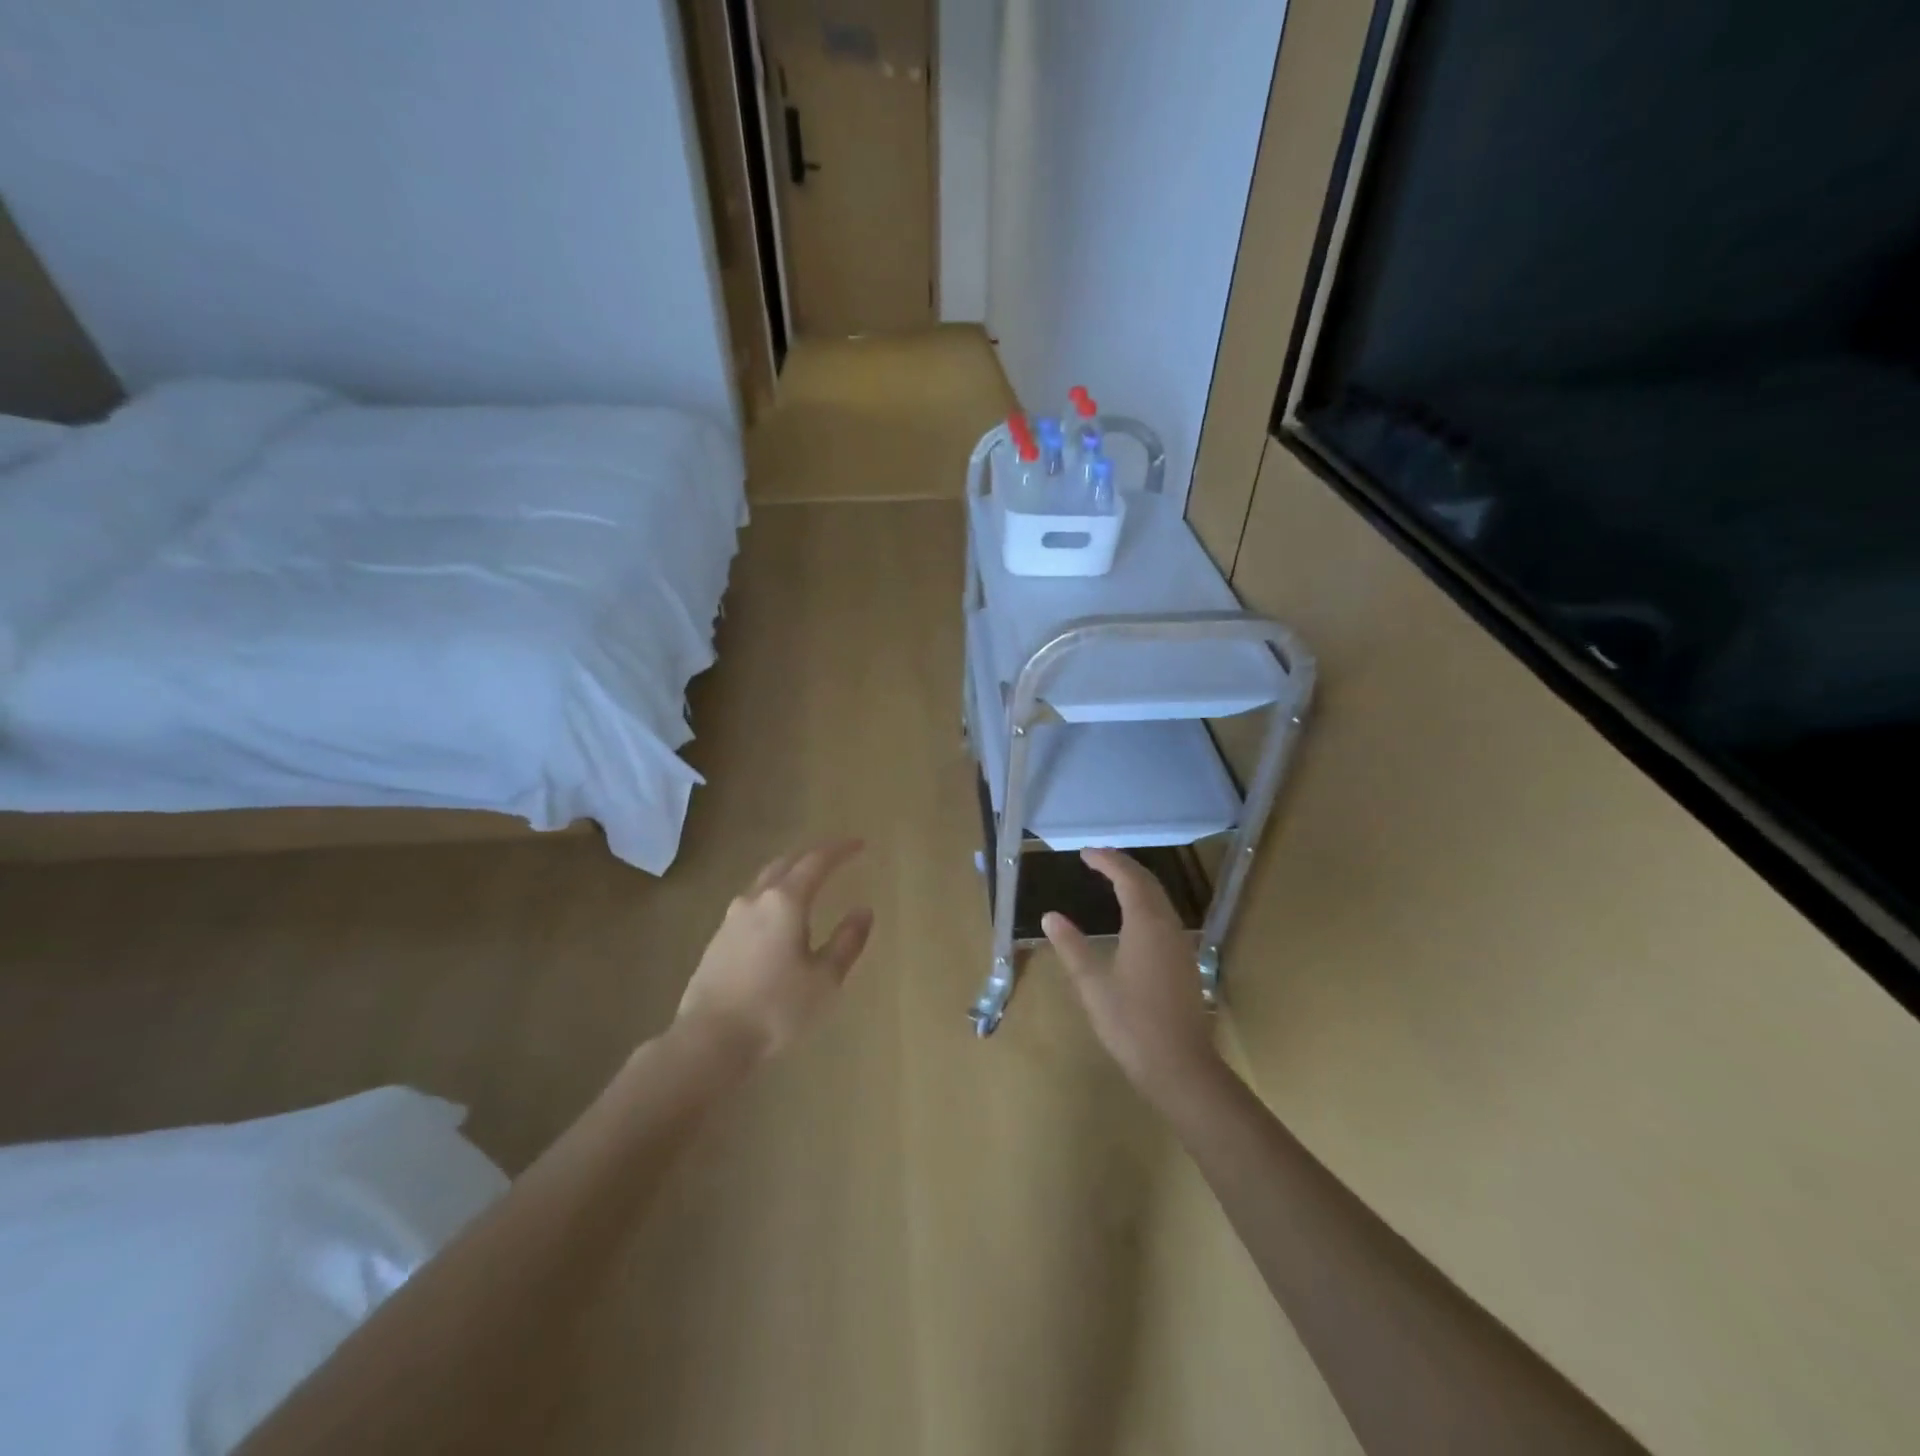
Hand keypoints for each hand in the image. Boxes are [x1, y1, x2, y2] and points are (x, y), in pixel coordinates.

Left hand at [675, 840, 874, 1063]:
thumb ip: (847, 942)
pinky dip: (771, 897)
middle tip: (834, 858)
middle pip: (785, 863)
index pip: (816, 862)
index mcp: (786, 902)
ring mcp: (731, 919)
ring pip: (764, 882)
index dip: (840, 850)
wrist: (709, 1040)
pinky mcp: (717, 940)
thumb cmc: (776, 1009)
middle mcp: (756, 900)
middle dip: (811, 856)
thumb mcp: (824, 979)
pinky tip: (776, 917)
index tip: (859, 844)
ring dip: (788, 875)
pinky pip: (751, 904)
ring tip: (806, 883)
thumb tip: (863, 911)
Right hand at [1043, 848, 1222, 1101]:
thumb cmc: (1131, 1023)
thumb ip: (1071, 946)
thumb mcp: (1092, 985)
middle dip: (1123, 866)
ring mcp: (1180, 945)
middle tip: (1096, 860)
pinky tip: (1132, 917)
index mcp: (1145, 924)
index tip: (1085, 853)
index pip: (1127, 878)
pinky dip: (1145, 902)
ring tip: (1111, 880)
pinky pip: (1164, 916)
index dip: (1107, 861)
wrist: (1180, 1066)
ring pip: (1160, 899)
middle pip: (1148, 883)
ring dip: (1136, 883)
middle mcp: (1168, 926)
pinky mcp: (1184, 962)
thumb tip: (1051, 916)